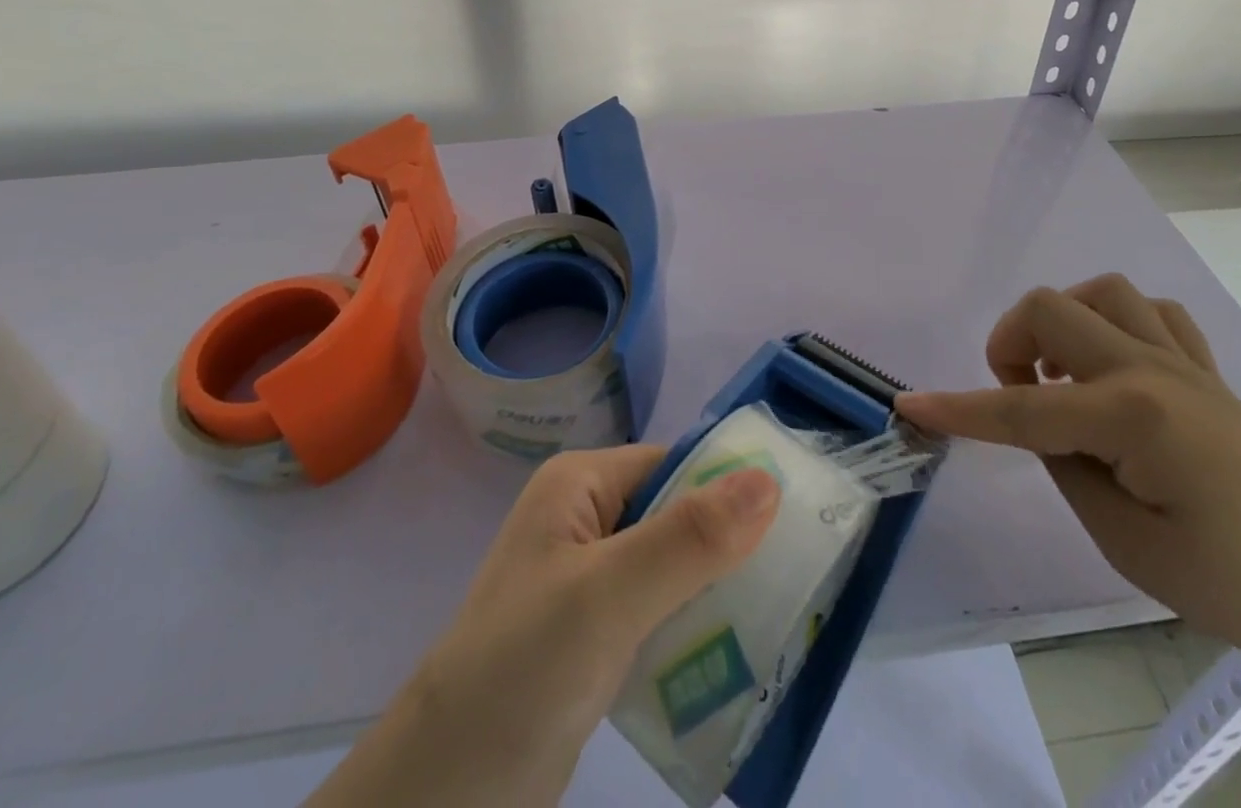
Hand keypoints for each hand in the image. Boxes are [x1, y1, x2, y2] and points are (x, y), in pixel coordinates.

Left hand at [307, 445, 780, 807]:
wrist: (439, 798)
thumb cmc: (521, 670)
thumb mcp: (609, 596)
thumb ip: (689, 538)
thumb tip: (769, 477)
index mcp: (581, 485)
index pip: (675, 466)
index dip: (732, 488)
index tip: (799, 520)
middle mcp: (585, 520)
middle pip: (679, 516)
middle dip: (732, 548)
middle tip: (801, 580)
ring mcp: (588, 582)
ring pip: (675, 570)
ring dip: (719, 596)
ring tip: (784, 623)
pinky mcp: (593, 637)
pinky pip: (660, 617)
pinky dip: (695, 634)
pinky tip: (736, 663)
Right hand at [895, 275, 1240, 685]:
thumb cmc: (1240, 587)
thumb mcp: (1129, 546)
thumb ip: (1067, 468)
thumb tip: (1040, 424)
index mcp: (1132, 418)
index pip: (1021, 410)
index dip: (959, 410)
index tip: (910, 404)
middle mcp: (1152, 370)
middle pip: (1050, 309)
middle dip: (1011, 344)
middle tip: (1020, 398)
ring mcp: (1185, 362)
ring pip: (1100, 292)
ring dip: (1064, 323)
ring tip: (1063, 375)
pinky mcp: (1207, 370)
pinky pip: (1151, 312)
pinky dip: (1116, 325)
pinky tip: (1115, 367)